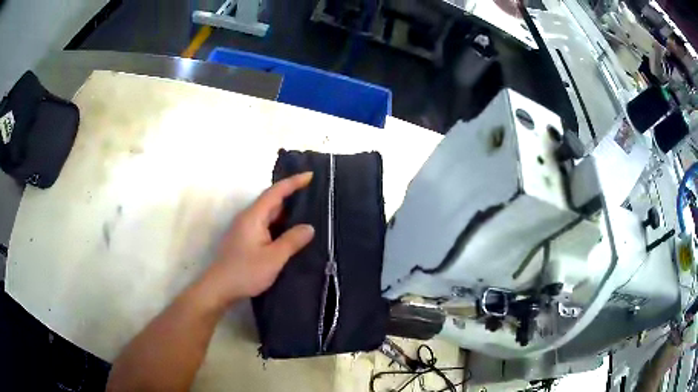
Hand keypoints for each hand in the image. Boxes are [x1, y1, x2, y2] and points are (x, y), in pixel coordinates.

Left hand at [201, 172, 314, 306]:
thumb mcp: (273, 258)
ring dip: (287, 213)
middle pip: (272, 202)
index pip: (275, 192)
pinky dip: (280, 225)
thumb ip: (291, 241)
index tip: (310, 175)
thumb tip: (309, 227)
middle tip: (314, 195)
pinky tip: (291, 233)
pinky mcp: (245, 240)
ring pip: (269, 215)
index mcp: (254, 216)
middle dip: (292, 196)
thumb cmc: (245, 272)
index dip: (293, 182)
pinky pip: (266, 226)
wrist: (219, 288)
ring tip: (308, 213)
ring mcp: (245, 229)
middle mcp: (248, 218)